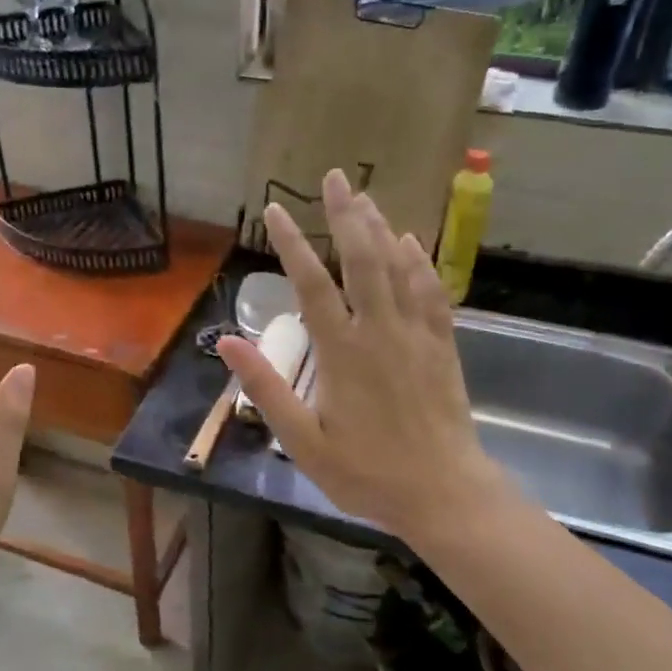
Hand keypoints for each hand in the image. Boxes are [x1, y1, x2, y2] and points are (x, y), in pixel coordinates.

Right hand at [218, 169, 517, 546]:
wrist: (442, 493)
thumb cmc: (365, 472)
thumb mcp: (302, 441)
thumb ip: (266, 387)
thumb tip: (229, 340)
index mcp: (341, 353)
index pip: (311, 285)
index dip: (292, 244)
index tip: (275, 210)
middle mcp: (379, 331)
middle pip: (361, 259)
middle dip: (346, 215)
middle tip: (334, 177)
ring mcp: (416, 335)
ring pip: (397, 267)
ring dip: (379, 228)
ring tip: (364, 197)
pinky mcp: (442, 345)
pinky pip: (431, 291)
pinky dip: (419, 262)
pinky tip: (410, 241)